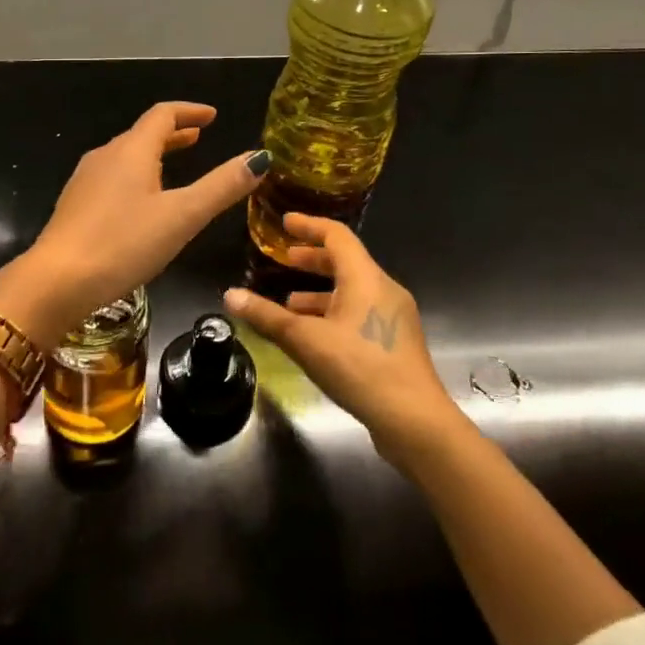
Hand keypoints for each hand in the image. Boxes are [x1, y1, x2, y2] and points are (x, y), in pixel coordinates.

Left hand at [0, 102, 267, 346]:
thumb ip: (221, 187)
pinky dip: (135, 175)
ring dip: (153, 154)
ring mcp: (85, 180)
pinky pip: (111, 177)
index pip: (163, 115)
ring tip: (174, 165)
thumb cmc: (124, 243)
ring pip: (125, 156)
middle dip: (173, 133)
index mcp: (132, 151)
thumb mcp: (182, 216)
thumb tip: (259, 157)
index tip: (212, 116)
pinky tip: (140, 201)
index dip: (190, 111)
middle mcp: (106, 156)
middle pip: (142, 134)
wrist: (57, 280)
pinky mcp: (75, 205)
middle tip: (198, 137)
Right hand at [224, 213, 466, 469]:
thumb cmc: (360, 368)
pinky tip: (314, 335)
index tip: (285, 222)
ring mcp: (393, 317)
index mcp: (365, 278)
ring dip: (319, 292)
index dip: (309, 226)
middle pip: (345, 262)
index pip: (336, 236)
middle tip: (283, 259)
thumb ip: (267, 316)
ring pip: (351, 291)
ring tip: (288, 303)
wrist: (414, 421)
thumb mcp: (306, 340)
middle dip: (312, 260)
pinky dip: (333, 313)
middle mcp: (383, 290)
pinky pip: (359, 313)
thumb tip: (229, 295)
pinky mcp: (395, 343)